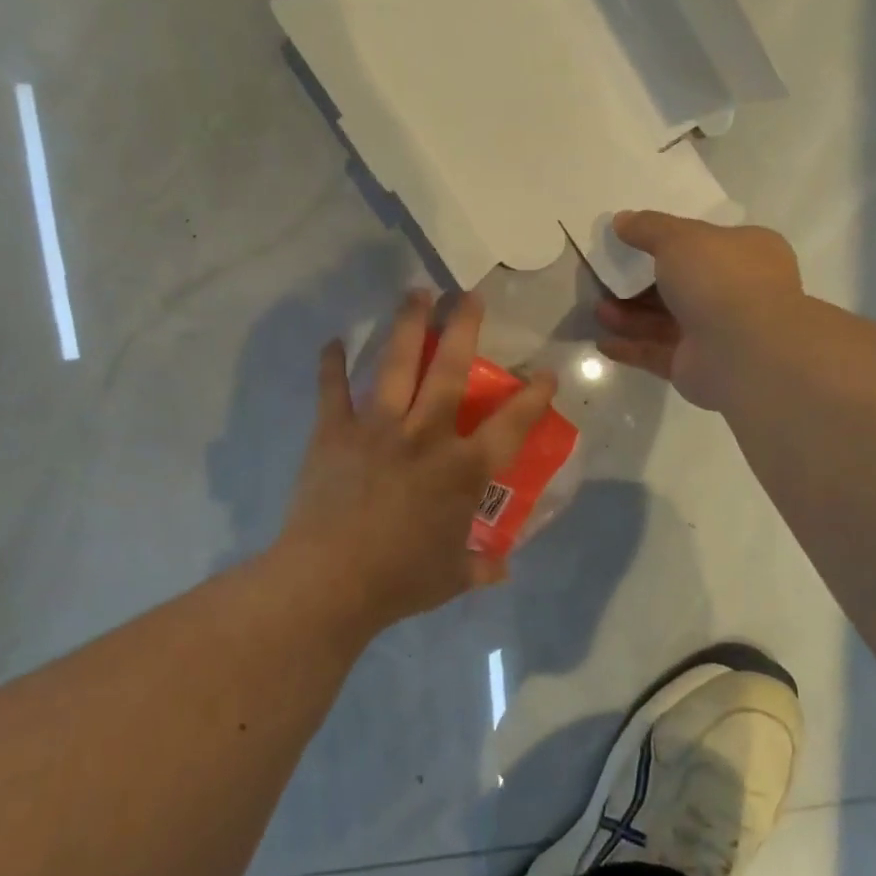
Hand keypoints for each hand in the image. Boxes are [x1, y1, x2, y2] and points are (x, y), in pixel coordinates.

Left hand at [278, 290, 557, 629]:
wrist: (329, 582)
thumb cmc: (399, 580)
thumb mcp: (452, 578)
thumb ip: (481, 568)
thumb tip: (503, 569)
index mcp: (462, 470)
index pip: (510, 425)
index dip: (533, 397)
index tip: (546, 373)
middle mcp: (425, 436)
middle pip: (449, 371)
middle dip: (462, 327)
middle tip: (468, 294)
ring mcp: (377, 429)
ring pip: (396, 366)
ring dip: (407, 326)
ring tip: (415, 293)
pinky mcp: (334, 433)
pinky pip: (332, 390)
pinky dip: (331, 364)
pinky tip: (333, 341)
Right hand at [596, 210, 803, 411]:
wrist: (744, 351)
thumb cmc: (720, 279)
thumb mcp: (680, 238)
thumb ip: (648, 228)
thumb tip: (621, 220)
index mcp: (746, 254)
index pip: (706, 243)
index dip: (670, 241)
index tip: (634, 241)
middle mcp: (735, 292)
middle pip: (679, 285)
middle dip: (640, 283)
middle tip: (606, 278)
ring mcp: (716, 333)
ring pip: (665, 321)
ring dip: (630, 316)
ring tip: (598, 310)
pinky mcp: (695, 366)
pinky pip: (657, 353)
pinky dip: (631, 348)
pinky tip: (603, 342)